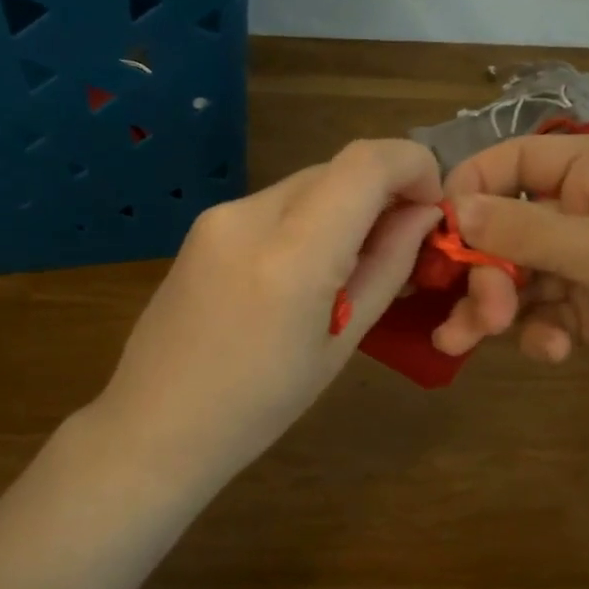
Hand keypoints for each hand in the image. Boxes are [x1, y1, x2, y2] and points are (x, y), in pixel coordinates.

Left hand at [95, 140, 442, 485]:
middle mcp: (250, 215)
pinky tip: (303, 272)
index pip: (367, 162)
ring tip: (349, 269)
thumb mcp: (340, 344)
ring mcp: (219, 215)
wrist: (157, 425)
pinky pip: (275, 204)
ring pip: (307, 185)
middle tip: (400, 247)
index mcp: (292, 255)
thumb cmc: (260, 407)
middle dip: (382, 193)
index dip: (414, 166)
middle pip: (337, 169)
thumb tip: (422, 216)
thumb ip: (386, 268)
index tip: (432, 207)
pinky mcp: (203, 225)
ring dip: (345, 208)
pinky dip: (308, 220)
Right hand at [434, 135, 588, 425]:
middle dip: (484, 269)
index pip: (517, 161)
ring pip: (516, 275)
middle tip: (477, 311)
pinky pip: (540, 312)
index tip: (436, 231)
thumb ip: (524, 232)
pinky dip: (534, 332)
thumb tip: (452, 207)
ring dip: (491, 307)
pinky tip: (552, 354)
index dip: (472, 188)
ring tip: (464, 342)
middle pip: (506, 226)